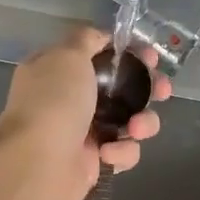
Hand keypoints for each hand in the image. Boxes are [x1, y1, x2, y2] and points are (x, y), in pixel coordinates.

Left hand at [0, 26, 167, 199]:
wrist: (37, 163)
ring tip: (135, 129)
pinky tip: (107, 154)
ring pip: (130, 121)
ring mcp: (85, 132)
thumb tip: (102, 37)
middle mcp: (71, 100)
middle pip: (122, 89)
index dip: (129, 55)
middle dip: (147, 89)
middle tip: (163, 91)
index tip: (150, 57)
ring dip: (142, 123)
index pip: (100, 56)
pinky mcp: (96, 162)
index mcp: (60, 71)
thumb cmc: (53, 101)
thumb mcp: (67, 54)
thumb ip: (87, 39)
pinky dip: (122, 152)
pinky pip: (124, 152)